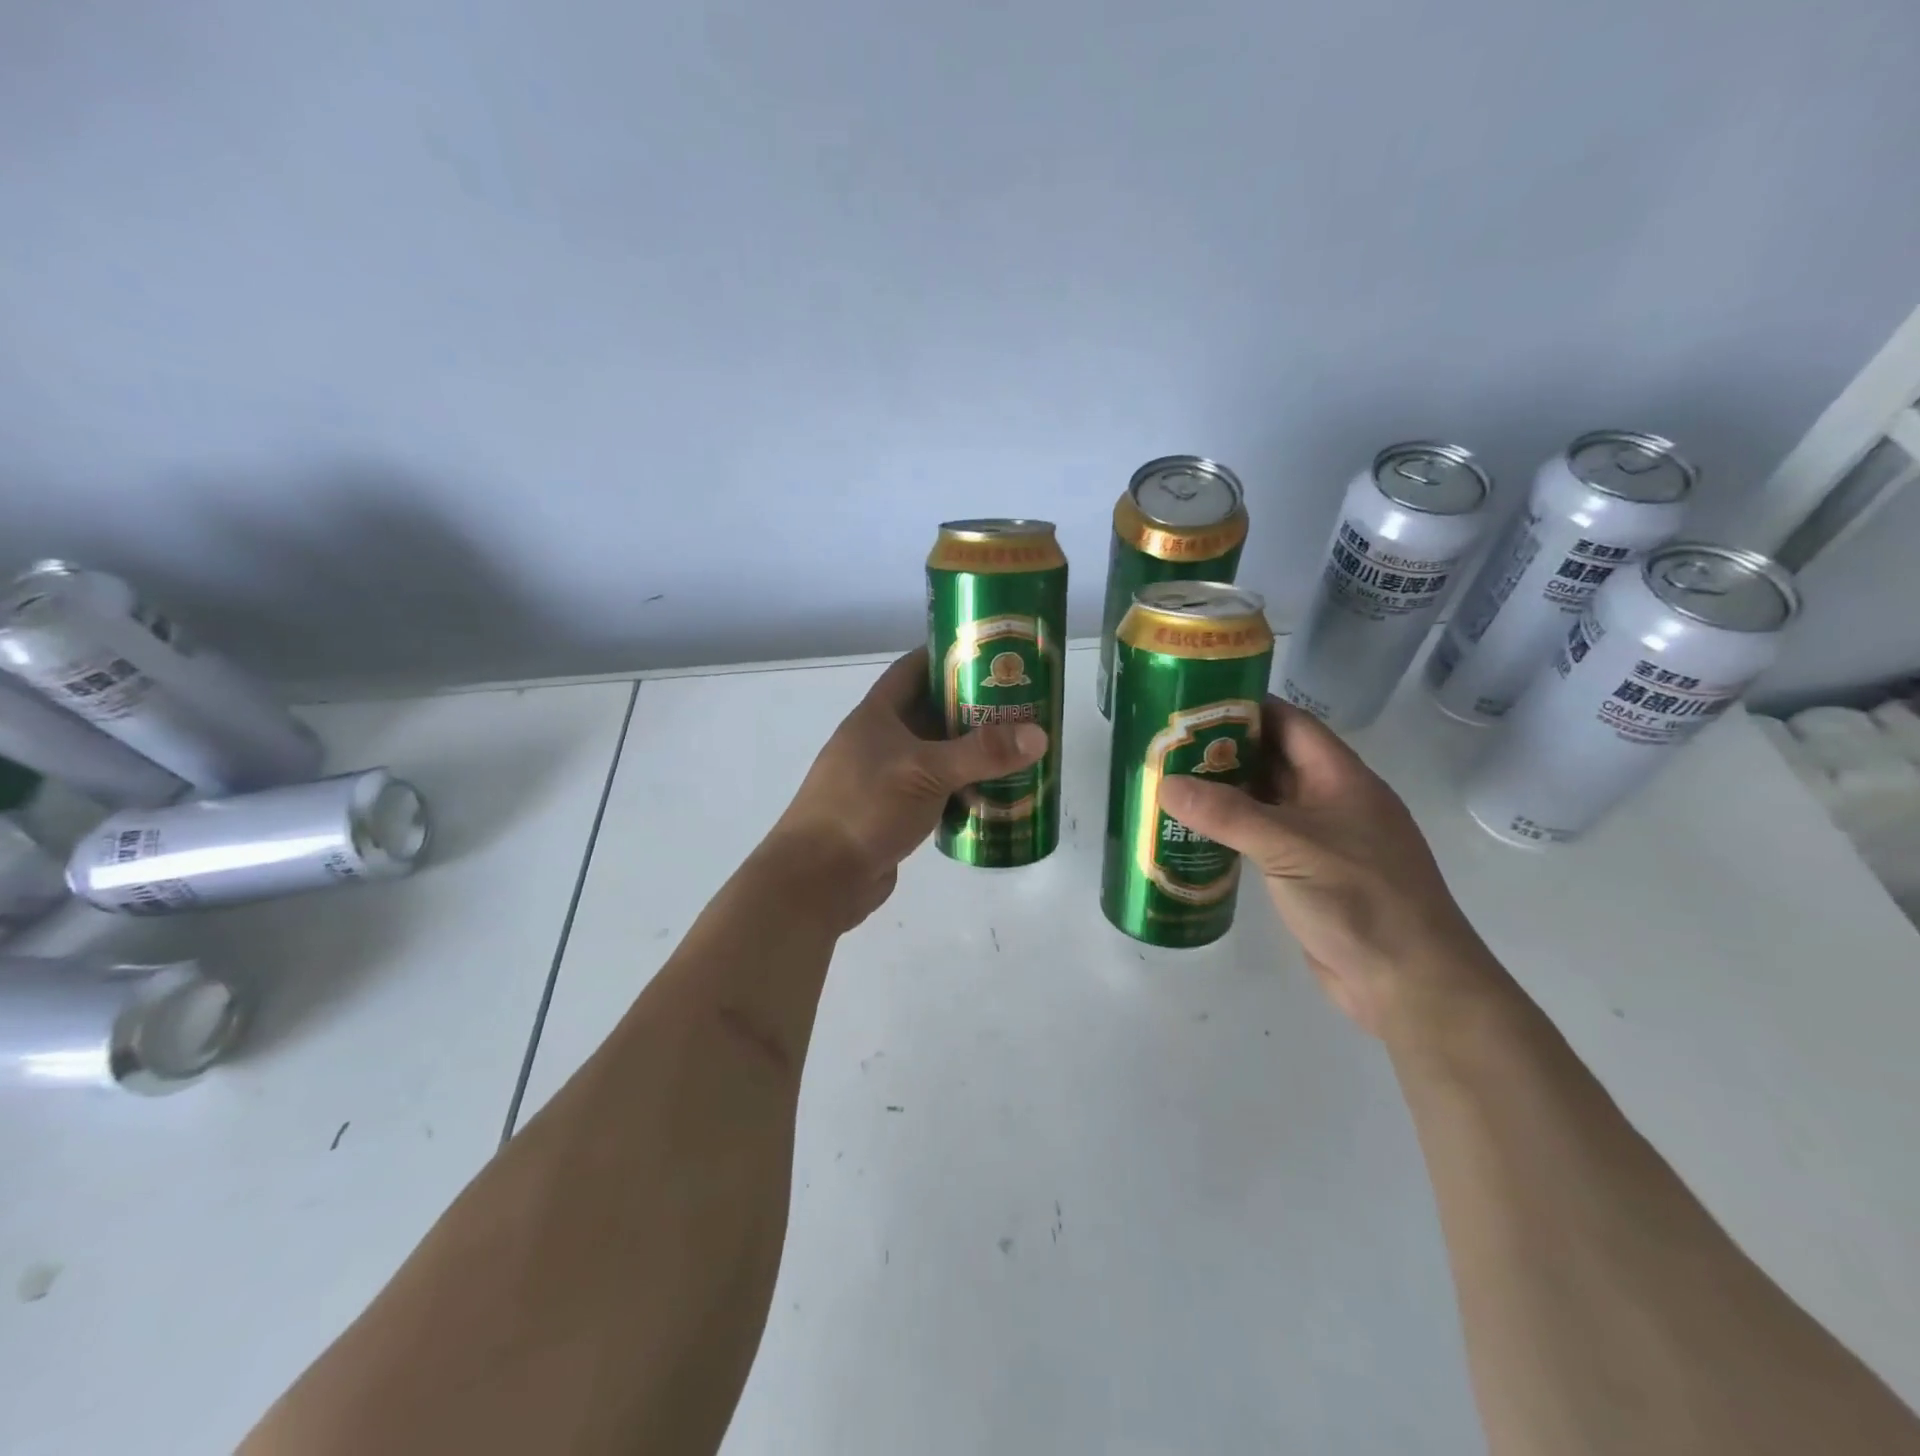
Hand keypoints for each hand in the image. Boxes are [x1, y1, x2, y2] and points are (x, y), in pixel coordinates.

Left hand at [766, 648, 1047, 929]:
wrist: (819, 878)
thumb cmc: (865, 808)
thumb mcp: (926, 771)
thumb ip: (982, 753)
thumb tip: (1040, 735)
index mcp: (877, 715)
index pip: (913, 669)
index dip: (947, 655)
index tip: (990, 653)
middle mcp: (880, 741)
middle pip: (931, 713)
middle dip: (972, 707)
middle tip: (1020, 705)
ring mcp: (886, 778)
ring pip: (936, 755)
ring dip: (970, 752)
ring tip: (1017, 747)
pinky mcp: (894, 813)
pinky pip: (935, 791)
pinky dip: (962, 789)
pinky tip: (995, 793)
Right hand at [1157, 697, 1504, 1041]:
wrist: (1408, 983)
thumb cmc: (1359, 899)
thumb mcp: (1290, 847)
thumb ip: (1227, 814)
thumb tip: (1165, 784)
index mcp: (1341, 779)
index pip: (1291, 724)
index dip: (1247, 707)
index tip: (1194, 704)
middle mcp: (1333, 801)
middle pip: (1275, 760)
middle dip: (1226, 750)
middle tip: (1167, 747)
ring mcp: (1323, 839)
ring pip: (1267, 801)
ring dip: (1225, 792)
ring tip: (1170, 783)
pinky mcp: (1310, 874)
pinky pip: (1265, 838)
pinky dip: (1233, 830)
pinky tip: (1196, 833)